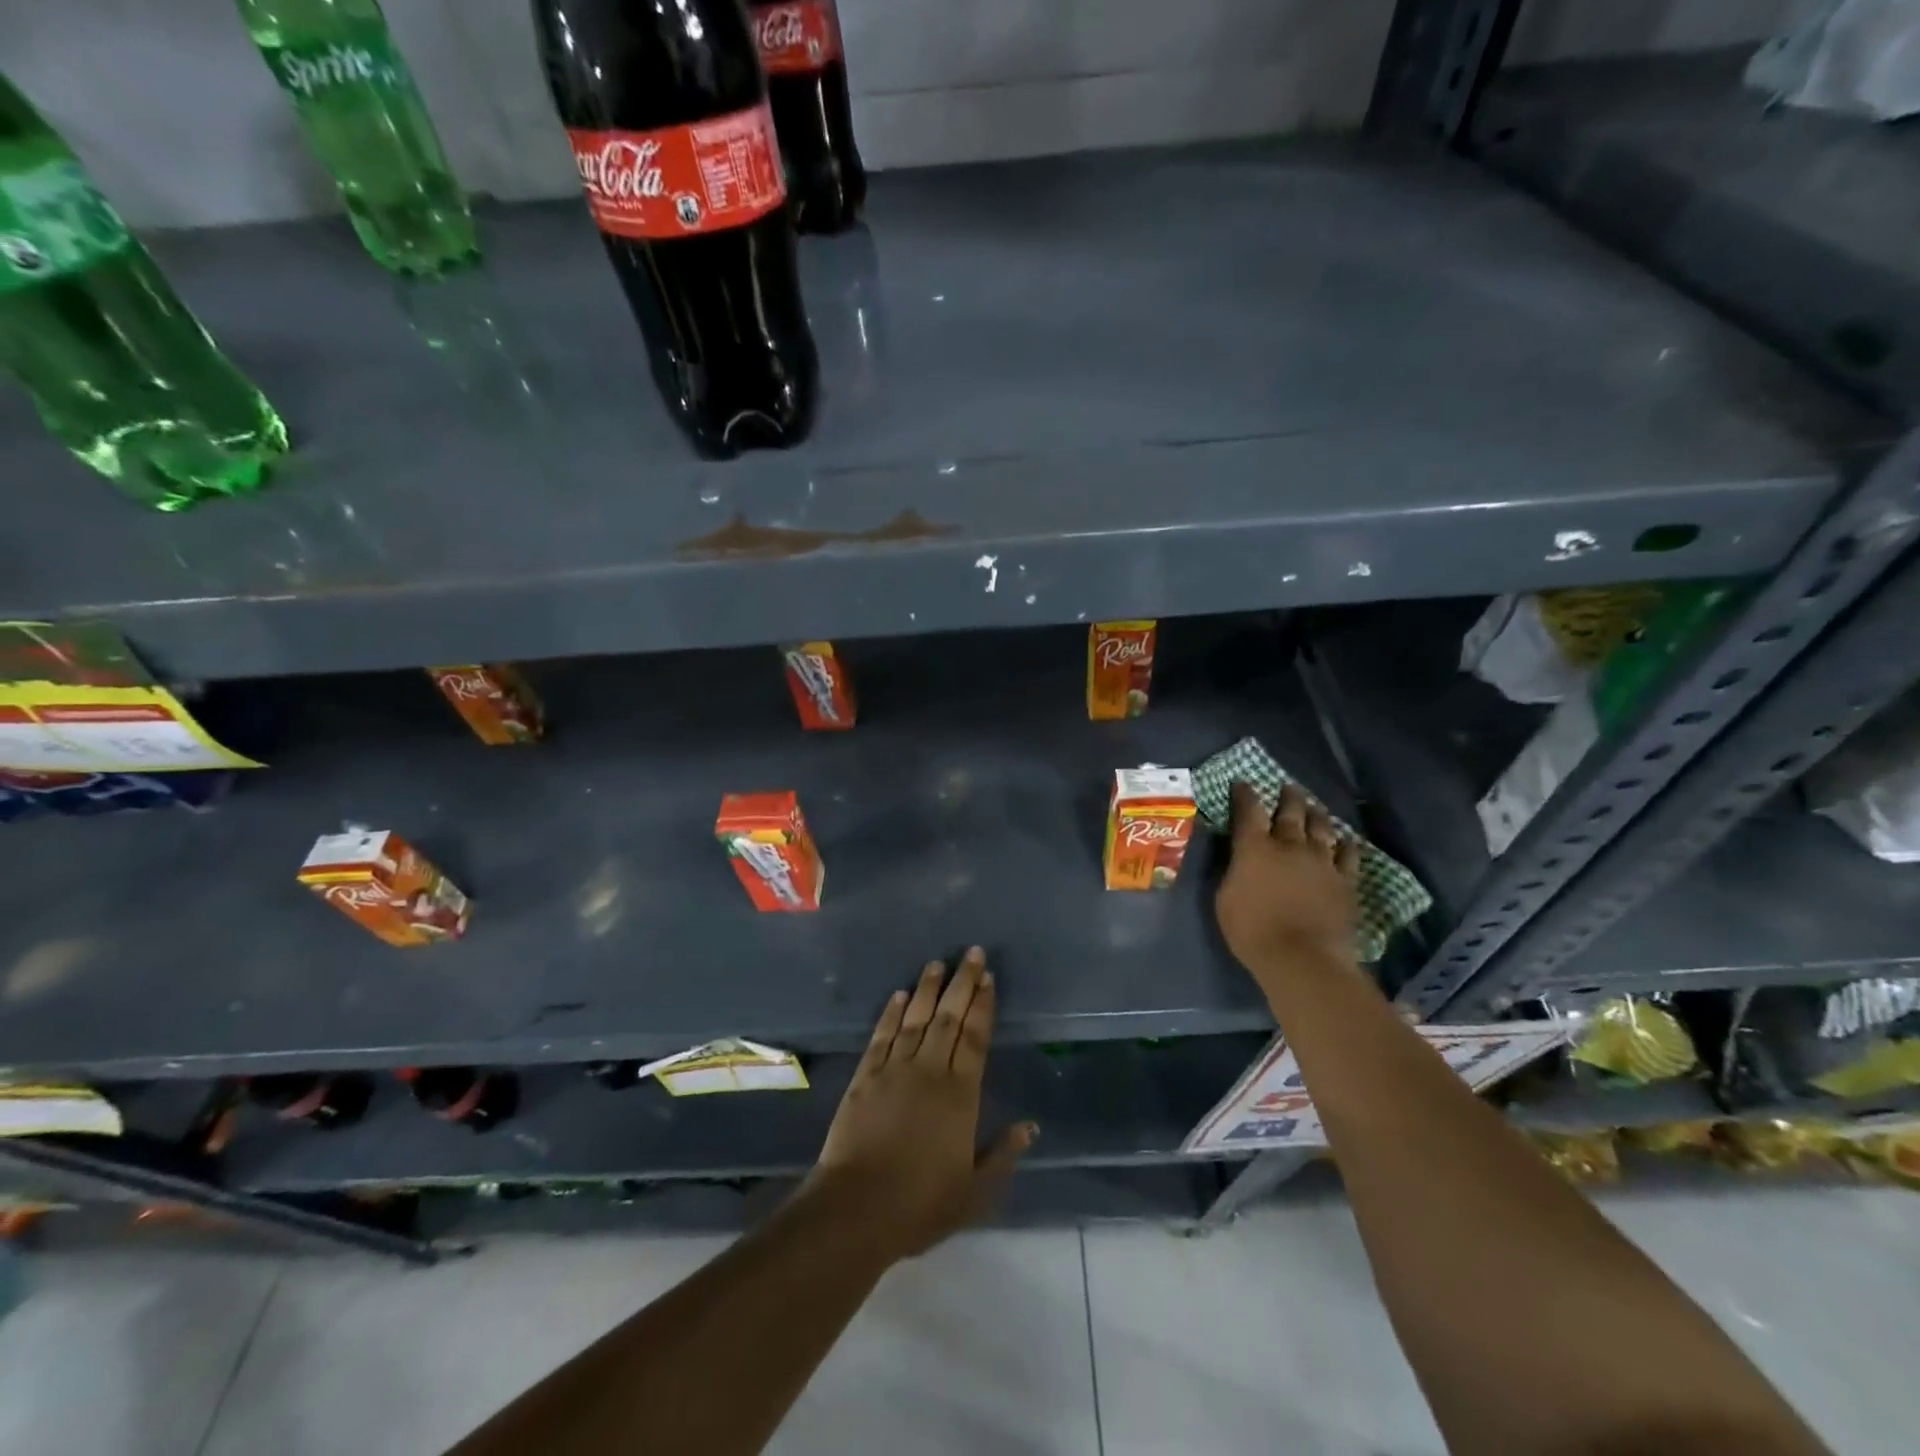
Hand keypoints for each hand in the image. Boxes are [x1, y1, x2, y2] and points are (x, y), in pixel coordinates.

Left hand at [809, 948, 1036, 1260]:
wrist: (856, 1209)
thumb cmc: (921, 1204)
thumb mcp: (975, 1192)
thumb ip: (1003, 1155)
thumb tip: (1030, 1126)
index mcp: (960, 1095)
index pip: (975, 1038)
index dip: (982, 1005)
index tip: (988, 978)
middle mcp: (929, 1071)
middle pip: (948, 1018)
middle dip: (961, 983)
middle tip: (970, 953)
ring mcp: (894, 1070)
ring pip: (915, 1019)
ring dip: (928, 989)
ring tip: (937, 963)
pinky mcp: (865, 1077)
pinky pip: (882, 1036)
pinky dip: (891, 1013)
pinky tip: (899, 995)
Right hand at [1216, 781, 1361, 986]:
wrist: (1302, 958)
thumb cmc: (1252, 930)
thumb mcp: (1224, 898)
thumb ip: (1232, 871)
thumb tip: (1236, 857)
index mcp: (1254, 848)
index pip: (1248, 811)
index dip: (1245, 795)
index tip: (1243, 783)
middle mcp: (1289, 846)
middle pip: (1290, 812)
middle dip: (1288, 797)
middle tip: (1288, 787)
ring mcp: (1321, 861)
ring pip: (1321, 827)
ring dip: (1316, 814)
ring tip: (1314, 806)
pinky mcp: (1345, 881)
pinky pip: (1349, 855)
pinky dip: (1346, 844)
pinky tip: (1346, 840)